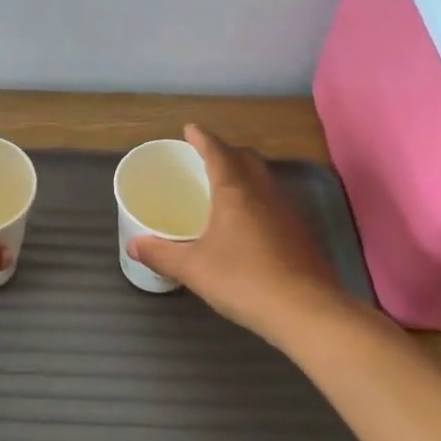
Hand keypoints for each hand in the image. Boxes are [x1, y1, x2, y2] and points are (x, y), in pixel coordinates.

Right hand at [127, 125, 346, 340]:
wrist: (307, 311)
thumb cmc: (243, 280)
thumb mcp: (193, 269)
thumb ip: (161, 254)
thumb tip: (134, 245)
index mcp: (234, 192)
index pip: (217, 152)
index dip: (202, 138)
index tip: (190, 129)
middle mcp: (263, 193)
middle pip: (246, 159)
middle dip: (226, 151)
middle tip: (206, 157)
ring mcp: (287, 212)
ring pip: (264, 180)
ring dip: (245, 174)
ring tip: (225, 188)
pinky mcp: (301, 234)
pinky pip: (275, 203)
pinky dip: (258, 200)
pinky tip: (249, 224)